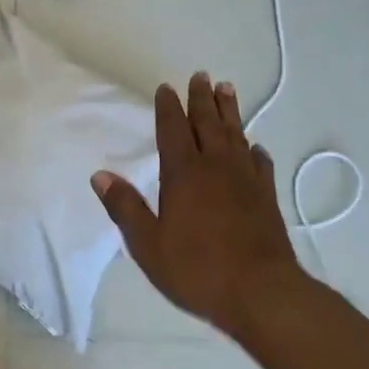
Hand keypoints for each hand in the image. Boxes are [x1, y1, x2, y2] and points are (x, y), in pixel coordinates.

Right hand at [92, 73, 306, 336]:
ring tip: (227, 89)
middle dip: (202, 99)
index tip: (166, 88)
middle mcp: (216, 167)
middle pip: (207, 124)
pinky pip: (261, 164)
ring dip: (229, 111)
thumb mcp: (148, 244)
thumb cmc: (197, 269)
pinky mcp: (267, 197)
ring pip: (236, 135)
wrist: (262, 293)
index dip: (168, 108)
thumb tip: (100, 175)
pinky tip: (255, 147)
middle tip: (201, 76)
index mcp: (183, 174)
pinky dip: (255, 150)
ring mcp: (246, 180)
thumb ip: (125, 208)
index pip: (173, 130)